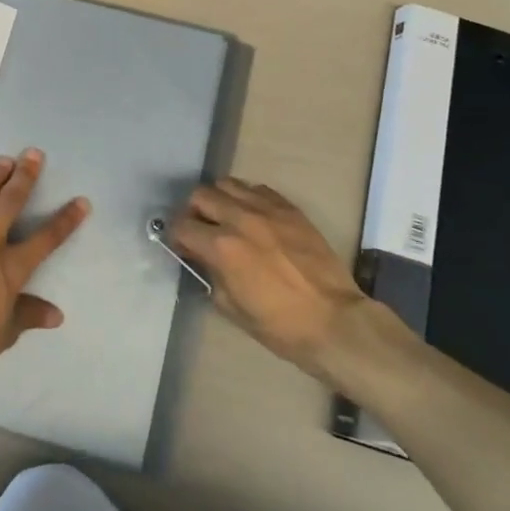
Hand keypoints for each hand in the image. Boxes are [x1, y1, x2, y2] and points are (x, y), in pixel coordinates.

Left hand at [0, 149, 89, 384]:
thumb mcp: (4, 333)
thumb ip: (28, 315)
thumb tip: (57, 314)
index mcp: (10, 267)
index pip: (46, 239)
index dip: (65, 220)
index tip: (81, 201)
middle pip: (10, 203)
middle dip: (25, 177)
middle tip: (34, 154)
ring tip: (2, 160)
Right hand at [168, 179, 369, 368]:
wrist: (333, 321)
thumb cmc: (279, 325)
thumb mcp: (231, 308)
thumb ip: (210, 275)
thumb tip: (201, 259)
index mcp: (222, 247)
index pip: (182, 226)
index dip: (176, 237)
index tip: (182, 247)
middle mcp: (240, 219)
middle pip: (201, 195)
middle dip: (194, 212)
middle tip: (201, 230)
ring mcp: (267, 210)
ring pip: (228, 184)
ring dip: (220, 199)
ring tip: (226, 218)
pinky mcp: (290, 209)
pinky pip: (258, 189)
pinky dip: (248, 198)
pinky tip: (254, 217)